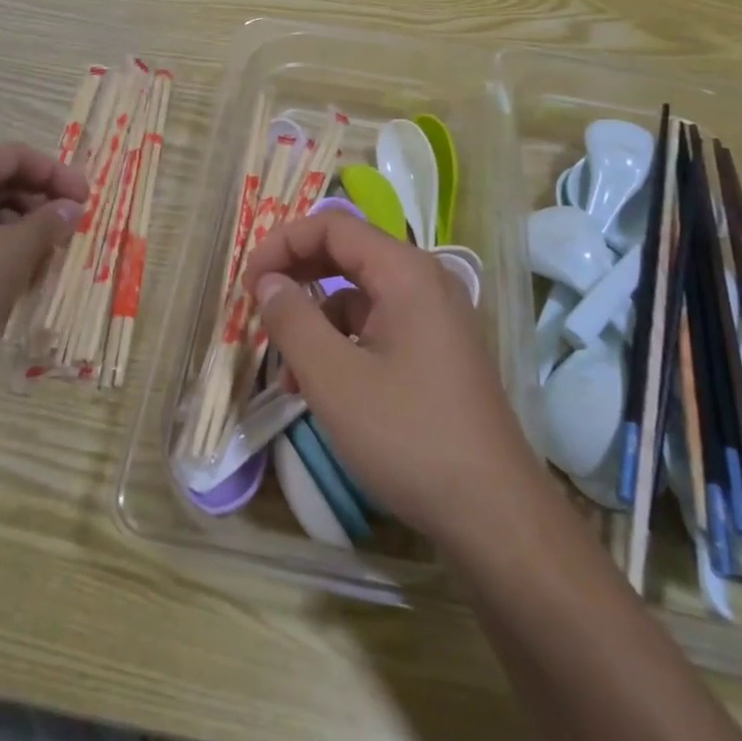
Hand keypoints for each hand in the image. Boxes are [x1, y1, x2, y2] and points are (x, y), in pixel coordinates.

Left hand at [0, 144, 86, 385]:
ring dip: (24, 225)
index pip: (16, 156)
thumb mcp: (8, 256)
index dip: (57, 174)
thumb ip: (46, 225)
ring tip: (52, 251)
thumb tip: (72, 207)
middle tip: (73, 225)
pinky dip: (1, 245)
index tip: (87, 199)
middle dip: (41, 200)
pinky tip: (20, 270)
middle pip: (1, 180)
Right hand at [243, 211, 541, 547]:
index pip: (333, 227)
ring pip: (360, 297)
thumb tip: (268, 280)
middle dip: (297, 276)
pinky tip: (321, 388)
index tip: (249, 283)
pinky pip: (378, 328)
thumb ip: (292, 320)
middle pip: (348, 255)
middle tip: (258, 307)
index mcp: (406, 273)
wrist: (493, 513)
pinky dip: (343, 345)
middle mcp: (426, 283)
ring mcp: (436, 319)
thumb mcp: (334, 378)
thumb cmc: (407, 435)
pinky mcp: (437, 353)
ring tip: (287, 371)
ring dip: (316, 321)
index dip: (283, 244)